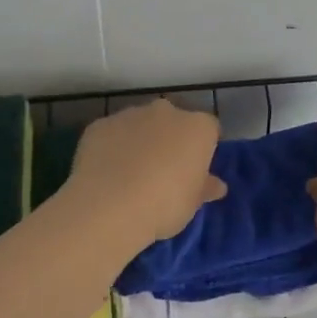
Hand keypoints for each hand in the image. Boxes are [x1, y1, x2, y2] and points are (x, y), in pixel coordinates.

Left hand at [62, 99, 225, 246]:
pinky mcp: (100, 124)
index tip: (194, 171)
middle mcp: (166, 112)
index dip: (203, 149)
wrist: (109, 205)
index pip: (209, 130)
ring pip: (140, 124)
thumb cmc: (164, 205)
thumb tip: (216, 185)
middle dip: (170, 139)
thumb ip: (204, 188)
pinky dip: (112, 147)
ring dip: (140, 141)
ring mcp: (130, 114)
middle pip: (174, 121)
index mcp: (197, 128)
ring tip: (130, 175)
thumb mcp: (192, 203)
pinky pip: (112, 134)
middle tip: (164, 172)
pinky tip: (107, 173)